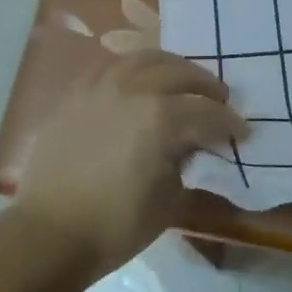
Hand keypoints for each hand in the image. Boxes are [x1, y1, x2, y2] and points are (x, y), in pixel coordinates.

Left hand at [13, 49, 247, 277]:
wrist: (49, 233)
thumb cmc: (115, 225)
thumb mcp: (169, 201)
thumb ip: (186, 164)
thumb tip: (191, 148)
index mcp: (161, 117)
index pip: (207, 112)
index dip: (229, 123)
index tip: (242, 132)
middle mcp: (134, 90)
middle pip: (179, 73)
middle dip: (205, 85)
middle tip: (219, 98)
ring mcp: (101, 87)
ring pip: (143, 58)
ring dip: (170, 66)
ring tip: (181, 78)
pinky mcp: (77, 93)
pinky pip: (110, 66)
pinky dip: (132, 67)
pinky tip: (138, 79)